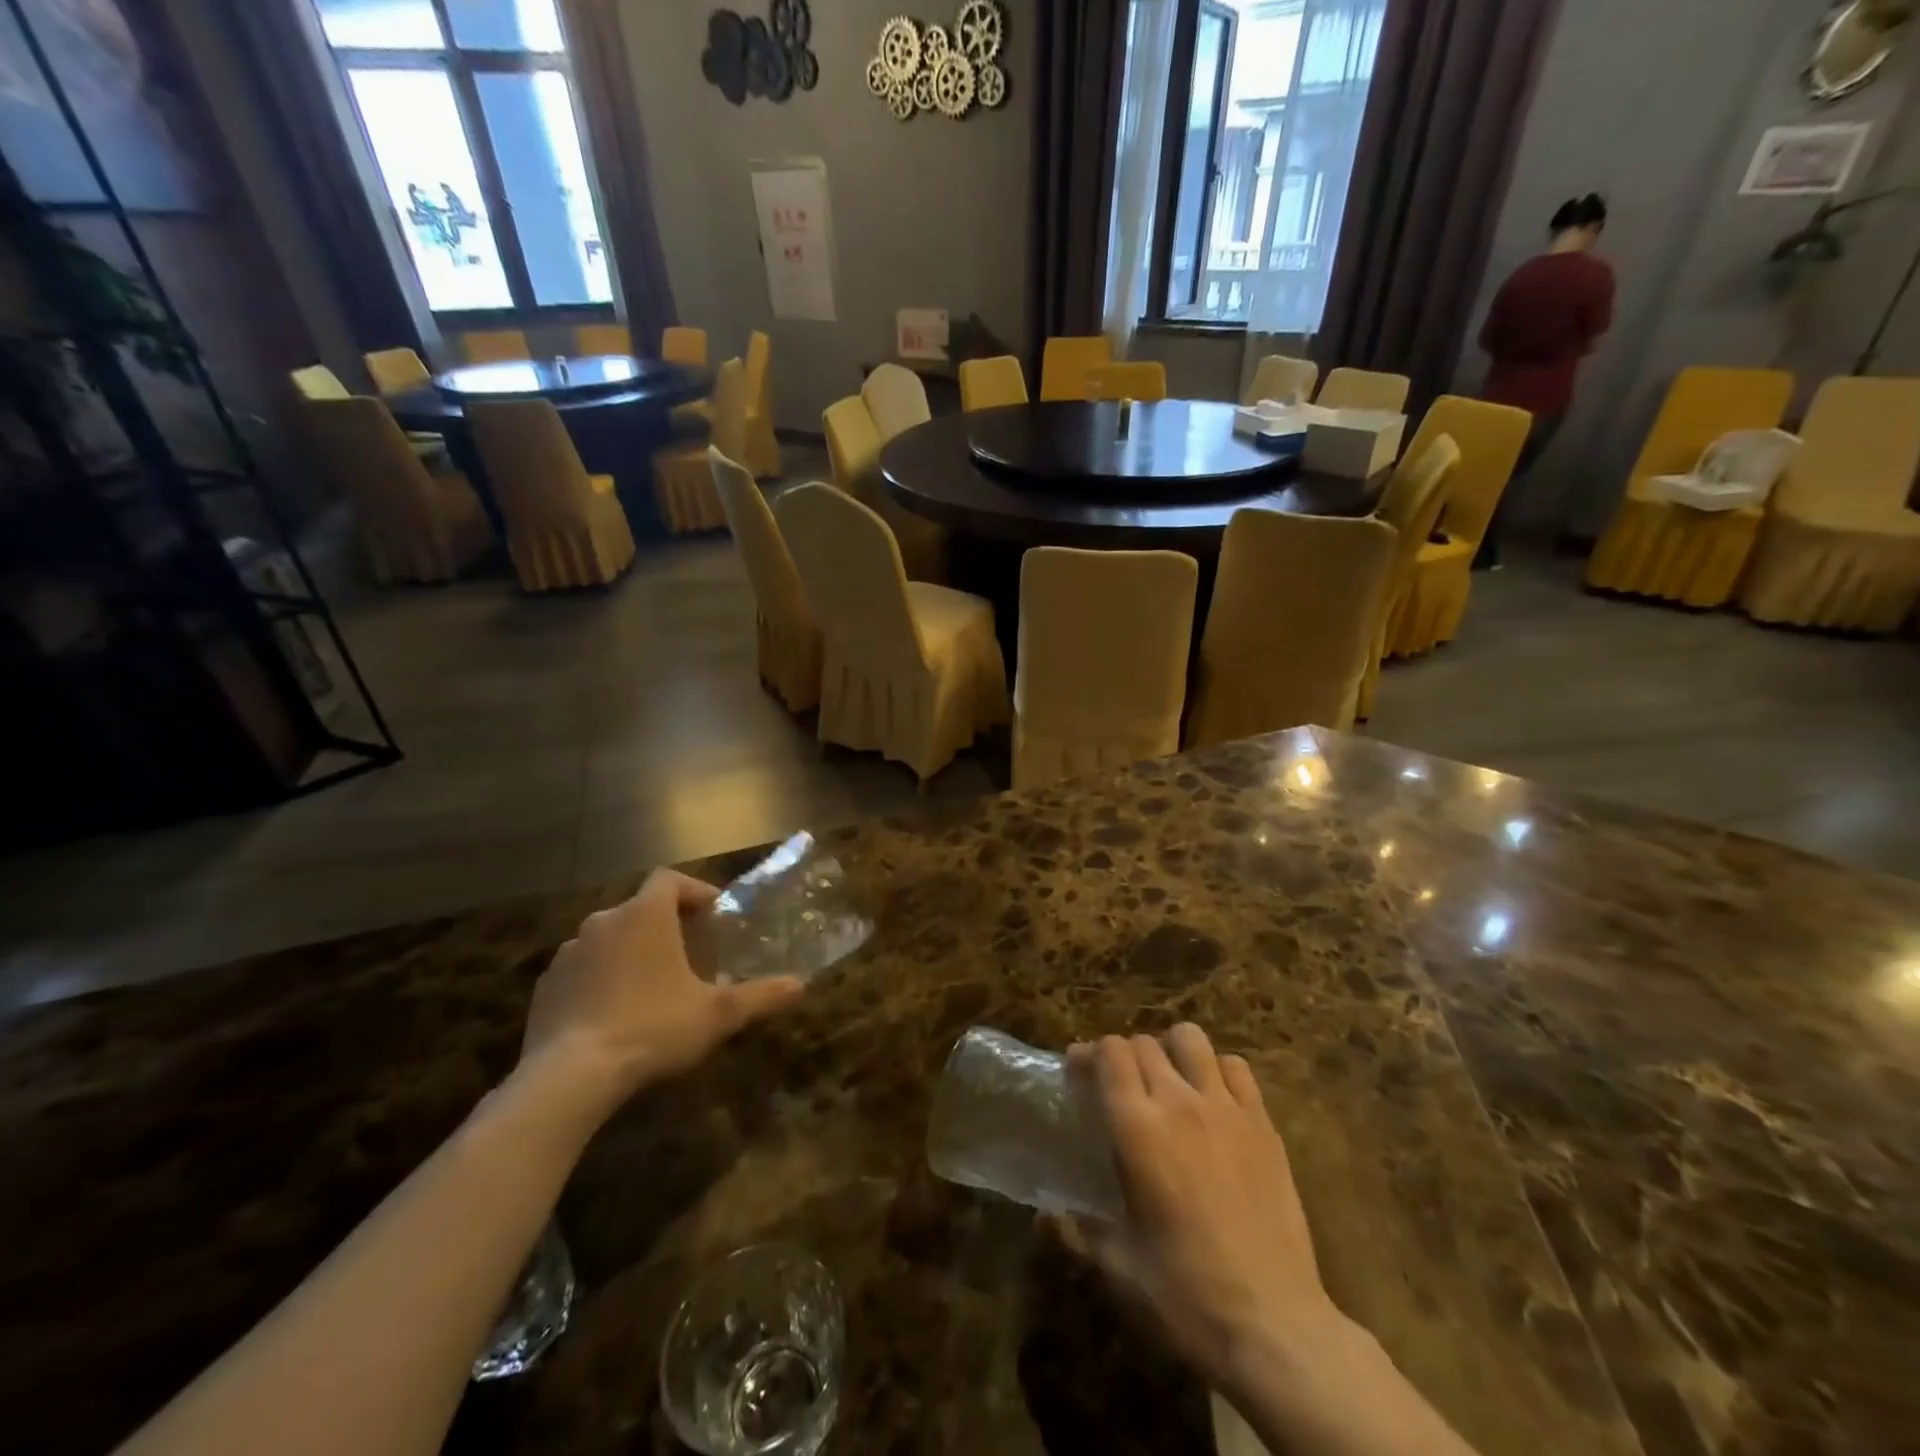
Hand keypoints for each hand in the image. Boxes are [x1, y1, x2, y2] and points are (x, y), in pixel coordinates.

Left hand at [519, 870, 802, 1111]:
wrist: (568, 1077)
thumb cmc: (652, 1027)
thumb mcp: (717, 1014)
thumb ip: (760, 995)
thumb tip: (800, 985)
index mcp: (645, 915)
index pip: (670, 879)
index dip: (694, 891)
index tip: (712, 915)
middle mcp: (603, 922)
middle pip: (640, 909)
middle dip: (666, 926)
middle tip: (690, 955)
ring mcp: (568, 954)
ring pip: (610, 939)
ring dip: (632, 952)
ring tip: (653, 987)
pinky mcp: (545, 987)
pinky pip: (582, 970)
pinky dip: (601, 979)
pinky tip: (614, 1014)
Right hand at [1058, 1025, 1342, 1396]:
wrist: (1276, 1328)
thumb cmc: (1186, 1296)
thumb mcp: (1119, 1268)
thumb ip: (1078, 1232)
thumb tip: (1044, 1216)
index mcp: (1137, 1127)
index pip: (1110, 1053)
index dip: (1090, 1054)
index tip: (1078, 1071)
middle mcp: (1179, 1102)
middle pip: (1144, 1043)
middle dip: (1124, 1054)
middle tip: (1118, 1084)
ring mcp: (1227, 1108)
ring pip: (1191, 1039)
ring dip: (1171, 1050)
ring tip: (1167, 1079)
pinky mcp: (1264, 1124)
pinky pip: (1237, 1068)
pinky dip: (1218, 1070)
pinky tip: (1213, 1099)